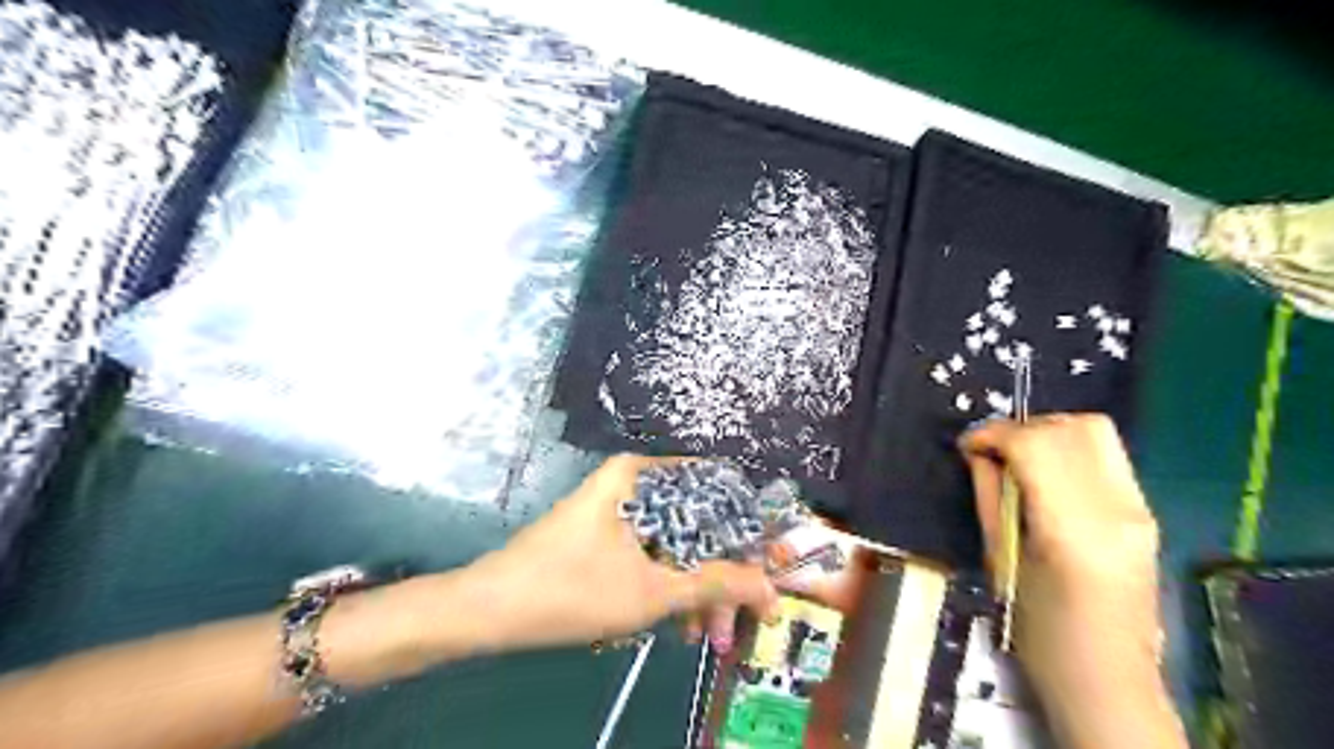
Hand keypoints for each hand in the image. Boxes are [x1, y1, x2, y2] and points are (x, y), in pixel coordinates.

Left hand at [462, 454, 778, 652]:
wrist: (492, 609)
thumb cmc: (573, 589)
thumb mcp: (653, 590)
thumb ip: (716, 583)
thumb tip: (769, 586)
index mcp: (640, 475)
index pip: (714, 489)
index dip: (744, 530)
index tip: (765, 567)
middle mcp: (631, 481)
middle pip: (694, 520)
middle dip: (718, 573)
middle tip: (735, 616)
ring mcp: (615, 506)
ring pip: (673, 541)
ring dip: (694, 586)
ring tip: (707, 633)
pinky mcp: (604, 531)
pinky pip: (650, 551)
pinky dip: (667, 583)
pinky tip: (676, 621)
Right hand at [960, 417, 1188, 747]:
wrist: (1108, 679)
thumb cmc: (1040, 632)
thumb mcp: (1000, 561)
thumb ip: (990, 497)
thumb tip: (980, 454)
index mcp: (1072, 530)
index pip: (1035, 445)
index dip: (994, 434)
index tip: (967, 446)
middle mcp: (1116, 509)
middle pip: (1070, 428)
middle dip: (1020, 428)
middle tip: (992, 452)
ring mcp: (1139, 508)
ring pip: (1094, 431)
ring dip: (1047, 432)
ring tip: (1018, 458)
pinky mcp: (1145, 511)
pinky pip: (1104, 455)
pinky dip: (1067, 448)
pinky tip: (1045, 474)